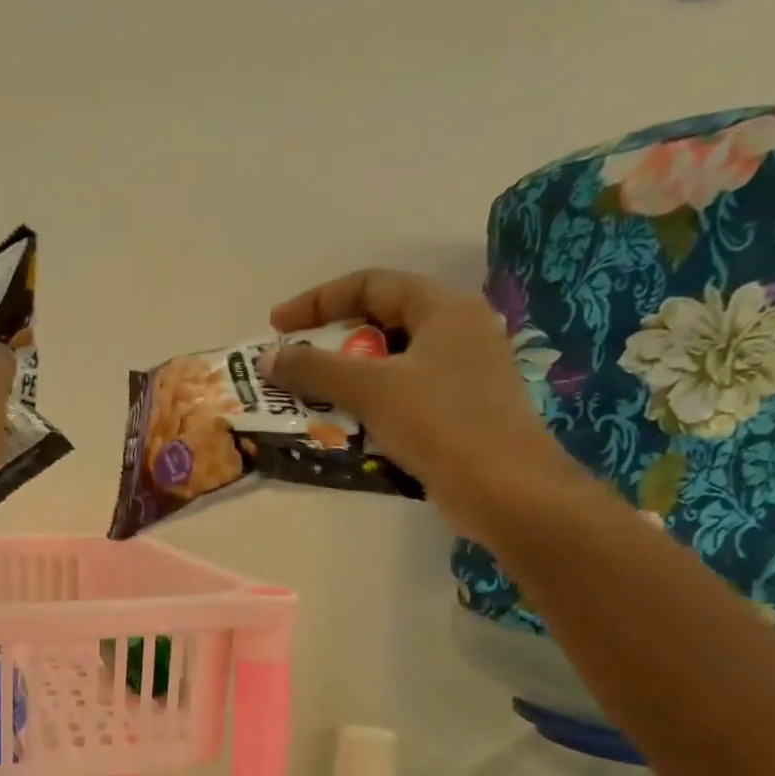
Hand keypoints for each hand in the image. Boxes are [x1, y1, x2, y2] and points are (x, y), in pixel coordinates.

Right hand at [264, 269, 585, 539]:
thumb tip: (269, 357)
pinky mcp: (457, 414)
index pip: (371, 284)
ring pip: (389, 366)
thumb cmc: (441, 423)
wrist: (505, 491)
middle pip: (381, 323)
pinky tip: (342, 429)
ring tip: (307, 401)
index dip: (318, 301)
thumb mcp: (372, 389)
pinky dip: (367, 407)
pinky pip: (400, 399)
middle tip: (292, 367)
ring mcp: (460, 376)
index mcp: (445, 310)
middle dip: (330, 344)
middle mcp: (457, 334)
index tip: (278, 327)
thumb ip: (316, 370)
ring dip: (345, 381)